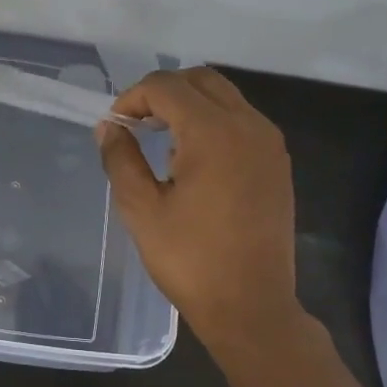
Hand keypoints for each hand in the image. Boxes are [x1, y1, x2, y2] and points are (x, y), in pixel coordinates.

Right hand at [95, 67, 300, 343]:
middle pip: (200, 80)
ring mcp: (269, 143)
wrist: (251, 306)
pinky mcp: (277, 162)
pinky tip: (194, 159)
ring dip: (189, 105)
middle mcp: (248, 125)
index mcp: (213, 132)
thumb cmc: (190, 260)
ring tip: (163, 140)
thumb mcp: (142, 209)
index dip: (133, 98)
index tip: (116, 126)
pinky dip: (213, 122)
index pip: (166, 87)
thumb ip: (121, 158)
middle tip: (138, 125)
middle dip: (163, 92)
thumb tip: (109, 127)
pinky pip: (242, 120)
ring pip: (225, 96)